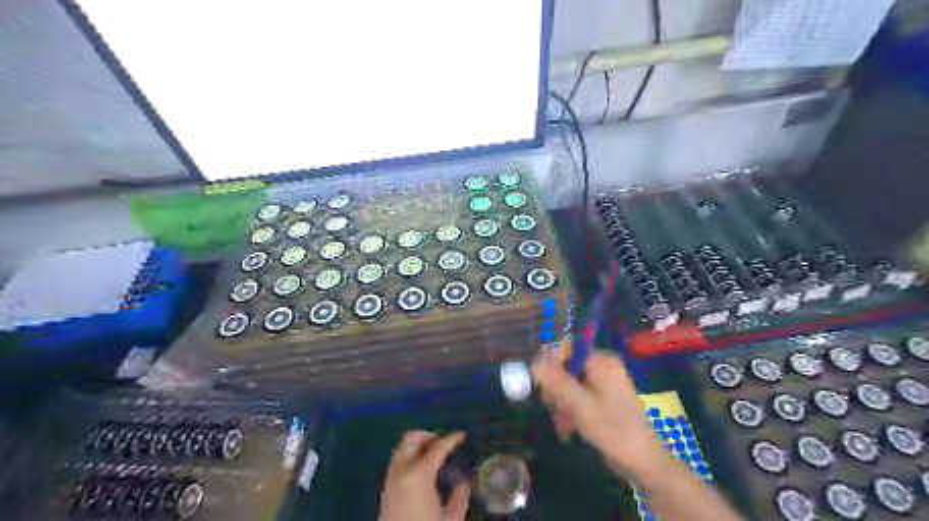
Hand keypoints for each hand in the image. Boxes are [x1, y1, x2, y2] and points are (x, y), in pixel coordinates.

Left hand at [377, 428, 468, 520]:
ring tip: (433, 454)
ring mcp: (390, 480)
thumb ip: (459, 498)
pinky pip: (396, 464)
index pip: (437, 448)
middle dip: (427, 436)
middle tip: (442, 440)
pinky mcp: (385, 492)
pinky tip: (421, 471)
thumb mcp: (451, 520)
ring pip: (400, 450)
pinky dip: (408, 458)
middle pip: (410, 440)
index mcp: (419, 474)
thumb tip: (464, 483)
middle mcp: (401, 472)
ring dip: (416, 446)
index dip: (451, 439)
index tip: (462, 435)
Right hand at [529, 344, 668, 478]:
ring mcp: (603, 383)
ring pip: (569, 383)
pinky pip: (577, 396)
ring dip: (560, 402)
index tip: (540, 384)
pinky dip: (570, 410)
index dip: (549, 363)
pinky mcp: (602, 399)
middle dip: (555, 388)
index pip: (566, 348)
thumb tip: (534, 362)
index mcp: (601, 362)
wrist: (643, 463)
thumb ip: (557, 382)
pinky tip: (567, 429)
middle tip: (551, 406)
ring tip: (561, 423)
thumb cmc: (614, 431)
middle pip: (566, 366)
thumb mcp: (581, 406)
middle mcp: (602, 367)